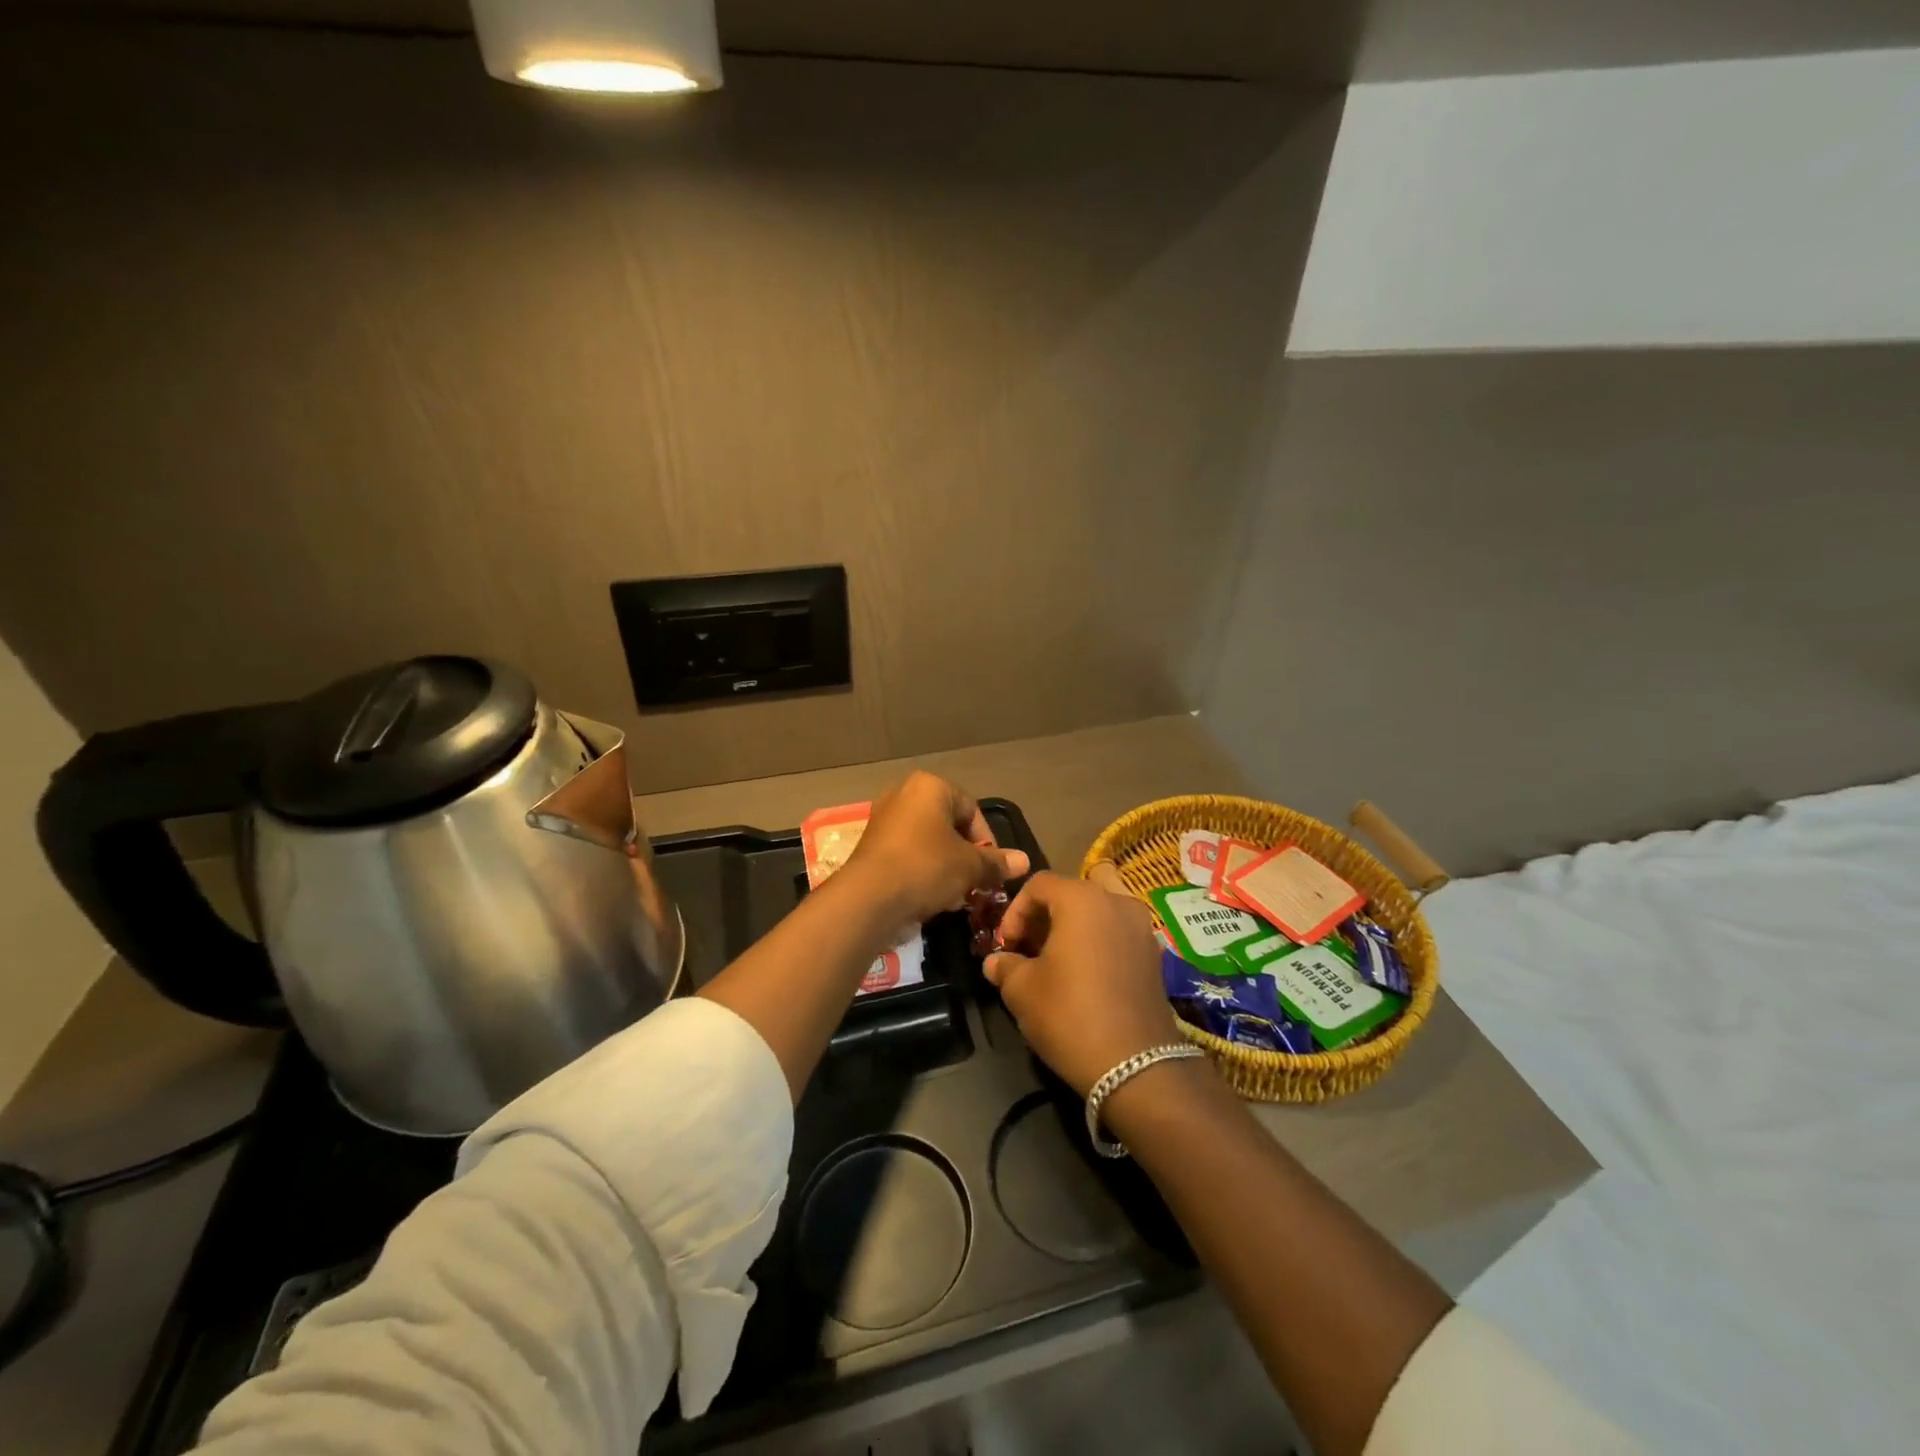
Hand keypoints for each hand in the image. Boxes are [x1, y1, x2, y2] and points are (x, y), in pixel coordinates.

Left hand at [840, 771, 1030, 926]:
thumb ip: (996, 862)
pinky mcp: (871, 847)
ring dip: (946, 867)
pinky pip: (908, 855)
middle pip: (948, 826)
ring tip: (955, 895)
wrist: (868, 899)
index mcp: (929, 786)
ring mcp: (884, 820)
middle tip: (976, 883)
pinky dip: (923, 872)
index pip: (971, 809)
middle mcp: (903, 794)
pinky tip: (931, 898)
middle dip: (966, 856)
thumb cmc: (926, 868)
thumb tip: (1025, 861)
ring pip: (928, 843)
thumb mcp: (969, 866)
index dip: (988, 841)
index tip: (993, 869)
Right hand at [983, 872, 1185, 1096]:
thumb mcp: (1022, 990)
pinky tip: (1083, 976)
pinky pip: (1117, 933)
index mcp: (1082, 899)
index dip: (1015, 911)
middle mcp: (1116, 902)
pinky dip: (1097, 943)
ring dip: (1072, 928)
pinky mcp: (1154, 955)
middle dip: (1043, 918)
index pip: (1039, 885)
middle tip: (1026, 950)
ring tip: (1055, 962)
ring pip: (1098, 912)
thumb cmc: (1069, 1014)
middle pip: (1070, 894)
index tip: (1006, 945)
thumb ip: (1006, 966)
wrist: (1135, 1065)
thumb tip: (995, 962)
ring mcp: (1141, 927)